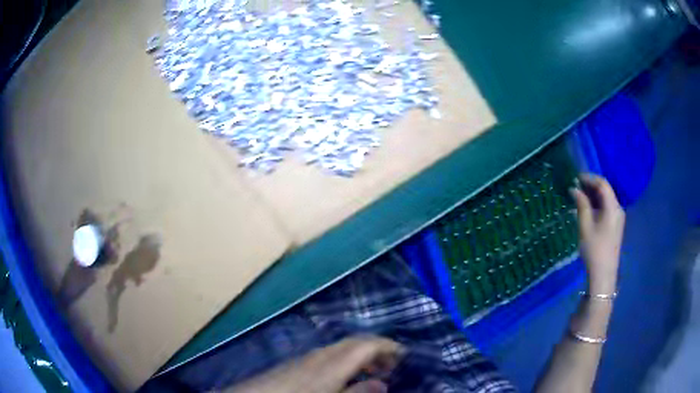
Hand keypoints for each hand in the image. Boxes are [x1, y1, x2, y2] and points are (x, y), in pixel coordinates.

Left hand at [226, 336, 404, 392]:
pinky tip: (345, 377)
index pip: (368, 344)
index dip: (389, 346)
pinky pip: (329, 355)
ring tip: (373, 372)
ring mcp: (307, 356)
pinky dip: (345, 361)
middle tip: (393, 365)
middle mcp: (322, 354)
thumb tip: (381, 383)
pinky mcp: (297, 362)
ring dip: (361, 355)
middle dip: (377, 350)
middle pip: (355, 342)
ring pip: (342, 348)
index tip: (405, 354)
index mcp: (334, 363)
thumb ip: (359, 392)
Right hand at [570, 174, 624, 294]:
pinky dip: (597, 204)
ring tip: (579, 197)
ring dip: (593, 195)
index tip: (576, 177)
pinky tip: (588, 209)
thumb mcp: (585, 226)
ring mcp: (618, 217)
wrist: (603, 274)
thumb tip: (574, 189)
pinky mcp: (616, 225)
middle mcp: (618, 208)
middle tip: (576, 186)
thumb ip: (581, 204)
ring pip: (606, 199)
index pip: (603, 184)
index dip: (589, 178)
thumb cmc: (594, 250)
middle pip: (606, 190)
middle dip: (591, 186)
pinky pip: (607, 208)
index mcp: (613, 207)